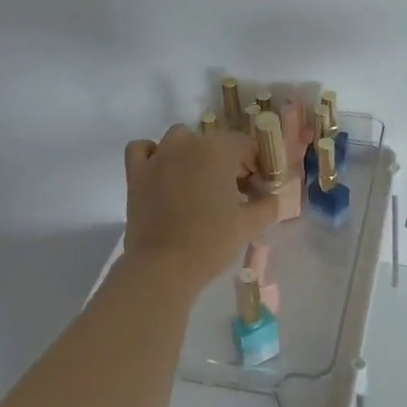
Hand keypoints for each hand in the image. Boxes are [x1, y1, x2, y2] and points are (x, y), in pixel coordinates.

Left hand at [122, 125, 280, 288]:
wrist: (163, 267)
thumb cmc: (211, 242)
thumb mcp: (249, 224)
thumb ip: (267, 205)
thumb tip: (271, 197)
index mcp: (218, 150)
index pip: (245, 145)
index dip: (257, 164)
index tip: (260, 187)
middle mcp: (188, 144)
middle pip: (214, 142)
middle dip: (228, 161)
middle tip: (235, 192)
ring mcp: (158, 156)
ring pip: (179, 139)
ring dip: (192, 152)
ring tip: (199, 181)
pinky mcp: (135, 173)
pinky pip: (142, 149)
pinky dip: (153, 154)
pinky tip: (162, 171)